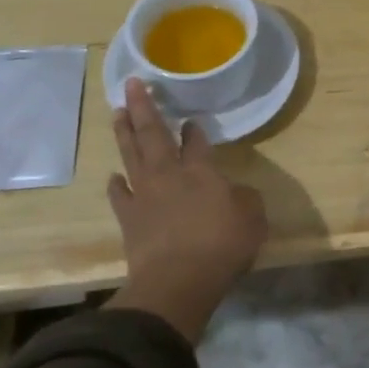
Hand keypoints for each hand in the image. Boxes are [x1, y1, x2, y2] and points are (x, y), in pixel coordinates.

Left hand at [104, 79, 266, 341]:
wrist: (177, 283)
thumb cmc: (221, 246)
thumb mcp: (253, 219)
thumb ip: (245, 199)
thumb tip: (236, 193)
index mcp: (201, 171)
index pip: (196, 141)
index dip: (194, 129)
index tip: (191, 119)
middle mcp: (169, 174)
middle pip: (153, 134)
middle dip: (143, 107)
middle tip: (132, 84)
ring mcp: (144, 195)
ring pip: (131, 155)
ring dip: (124, 132)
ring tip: (117, 112)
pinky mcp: (129, 219)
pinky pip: (119, 194)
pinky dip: (117, 183)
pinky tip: (115, 176)